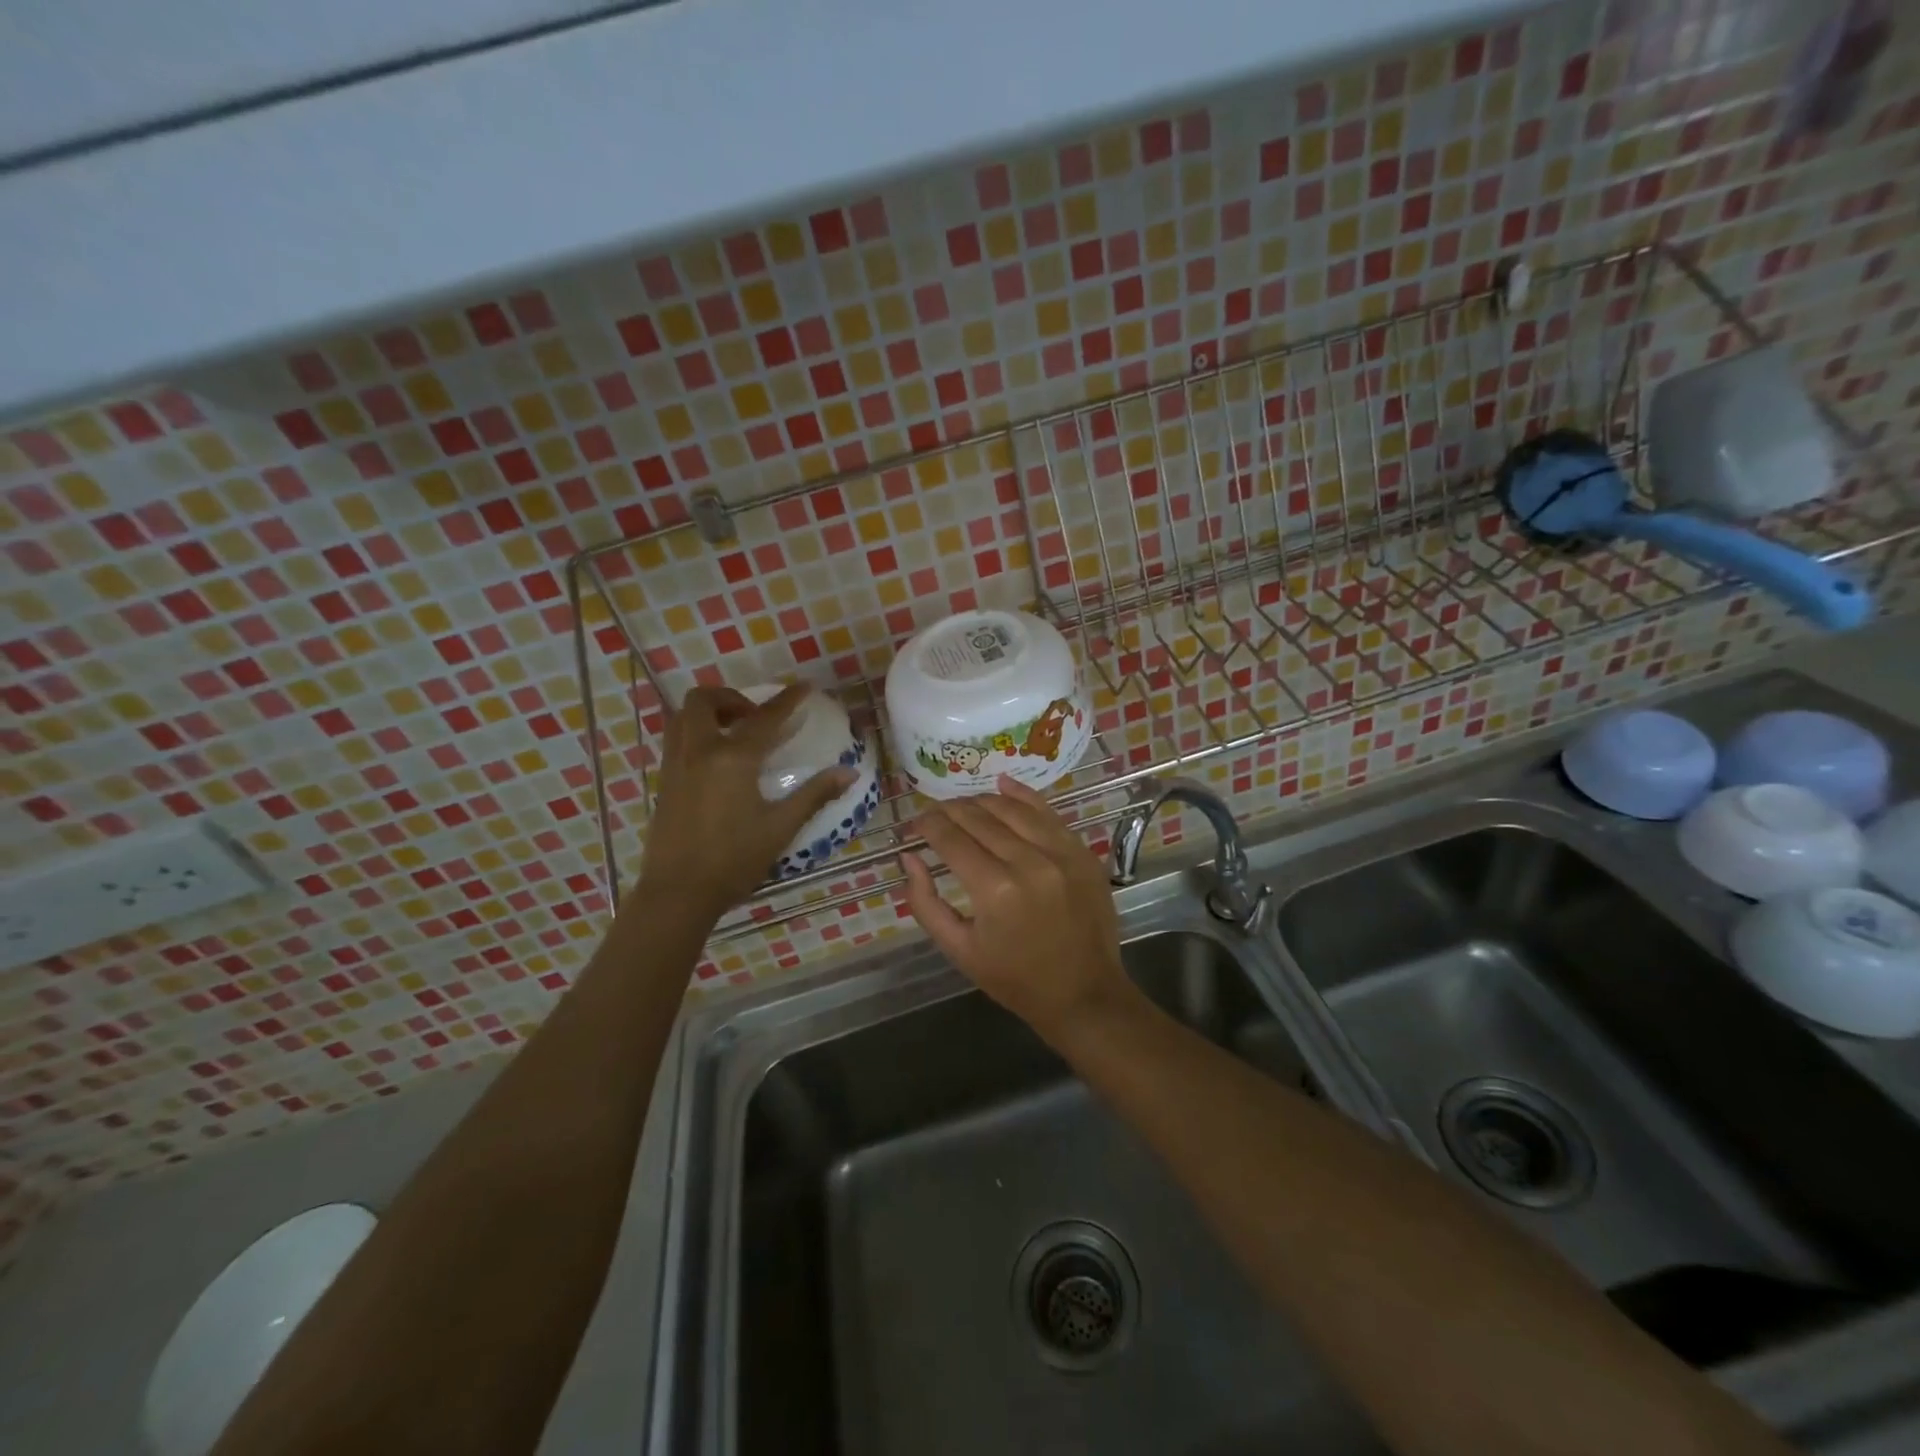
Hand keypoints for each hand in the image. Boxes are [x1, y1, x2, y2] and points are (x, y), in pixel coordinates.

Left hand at [638, 684, 855, 920]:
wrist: (678, 893)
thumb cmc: (734, 860)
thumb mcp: (781, 827)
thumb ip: (814, 794)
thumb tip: (849, 772)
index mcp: (732, 759)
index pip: (765, 718)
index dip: (787, 700)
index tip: (804, 686)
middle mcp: (699, 751)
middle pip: (704, 701)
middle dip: (731, 697)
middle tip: (755, 717)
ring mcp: (675, 765)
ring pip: (682, 717)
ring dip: (708, 712)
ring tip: (733, 732)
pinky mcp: (664, 783)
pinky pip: (676, 739)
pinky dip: (696, 733)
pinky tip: (715, 761)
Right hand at [901, 776, 1130, 1040]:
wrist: (1084, 994)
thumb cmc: (1015, 979)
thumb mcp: (959, 950)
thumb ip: (925, 902)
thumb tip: (908, 858)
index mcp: (994, 890)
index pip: (950, 839)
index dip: (926, 826)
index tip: (913, 826)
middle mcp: (1028, 861)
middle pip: (979, 818)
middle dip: (949, 811)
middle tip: (932, 815)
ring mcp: (1060, 853)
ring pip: (1011, 809)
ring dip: (981, 802)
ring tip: (962, 806)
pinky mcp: (1081, 852)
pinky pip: (1048, 812)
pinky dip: (1024, 795)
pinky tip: (1003, 783)